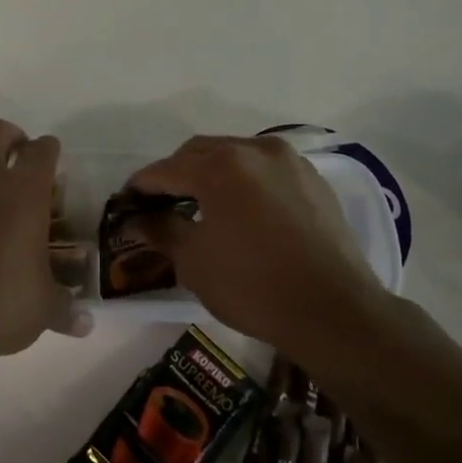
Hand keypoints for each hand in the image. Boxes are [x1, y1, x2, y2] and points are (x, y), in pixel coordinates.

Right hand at [127, 135, 395, 361]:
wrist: (334, 312)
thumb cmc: (253, 286)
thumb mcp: (194, 261)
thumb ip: (161, 230)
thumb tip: (137, 220)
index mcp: (220, 166)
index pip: (166, 169)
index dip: (141, 186)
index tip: (127, 201)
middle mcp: (255, 150)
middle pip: (201, 152)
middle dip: (176, 173)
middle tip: (160, 203)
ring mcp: (289, 162)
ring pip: (236, 155)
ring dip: (211, 173)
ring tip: (200, 204)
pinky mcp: (314, 180)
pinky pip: (265, 169)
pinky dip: (245, 181)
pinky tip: (241, 209)